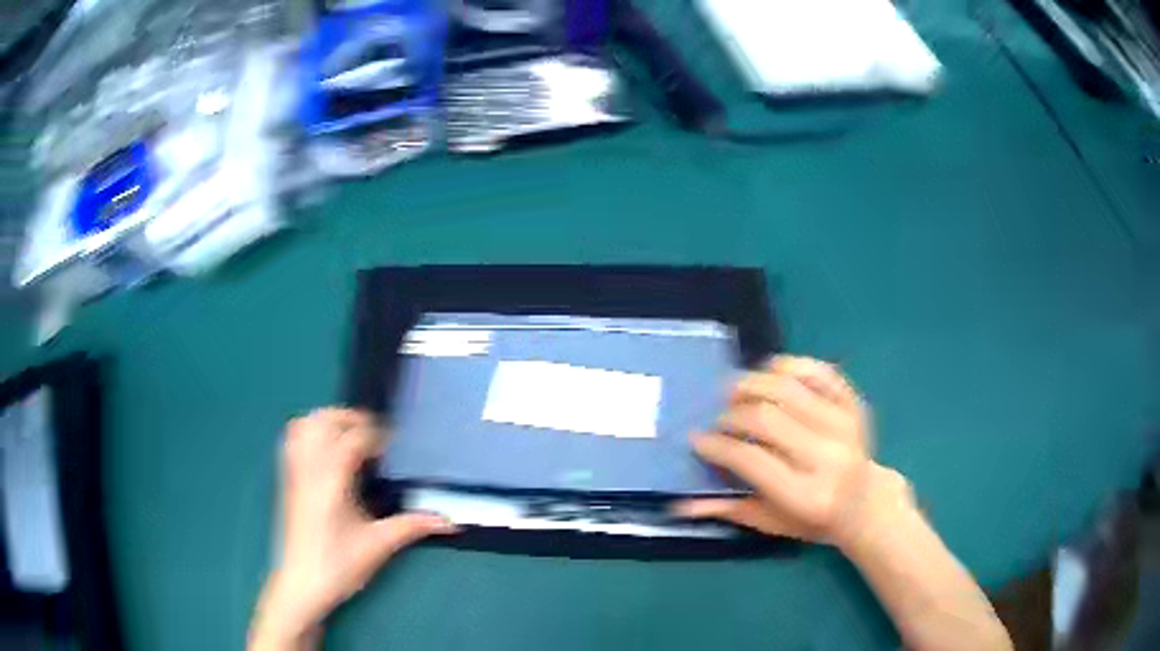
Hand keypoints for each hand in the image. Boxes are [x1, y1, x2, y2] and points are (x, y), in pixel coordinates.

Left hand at [251, 408, 454, 646]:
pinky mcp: (287, 480)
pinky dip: (310, 433)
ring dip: (328, 421)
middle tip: (375, 435)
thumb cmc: (338, 565)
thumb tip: (449, 521)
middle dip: (351, 419)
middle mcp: (309, 469)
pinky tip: (326, 450)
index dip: (377, 435)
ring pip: (304, 426)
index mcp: (331, 481)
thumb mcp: (379, 545)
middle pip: (324, 421)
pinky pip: (292, 440)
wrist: (301, 584)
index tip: (396, 446)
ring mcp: (294, 472)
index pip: (352, 439)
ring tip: (350, 436)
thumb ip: (412, 526)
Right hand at [674, 356, 911, 547]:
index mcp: (805, 494)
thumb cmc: (813, 521)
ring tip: (735, 392)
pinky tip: (770, 373)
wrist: (866, 503)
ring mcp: (845, 425)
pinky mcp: (854, 403)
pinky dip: (790, 365)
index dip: (717, 445)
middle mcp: (828, 456)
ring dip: (753, 383)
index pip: (750, 458)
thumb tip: (680, 505)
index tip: (697, 439)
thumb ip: (728, 510)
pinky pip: (819, 371)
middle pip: (766, 417)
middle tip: (717, 420)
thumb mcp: (771, 523)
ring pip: (788, 386)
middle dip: (731, 414)